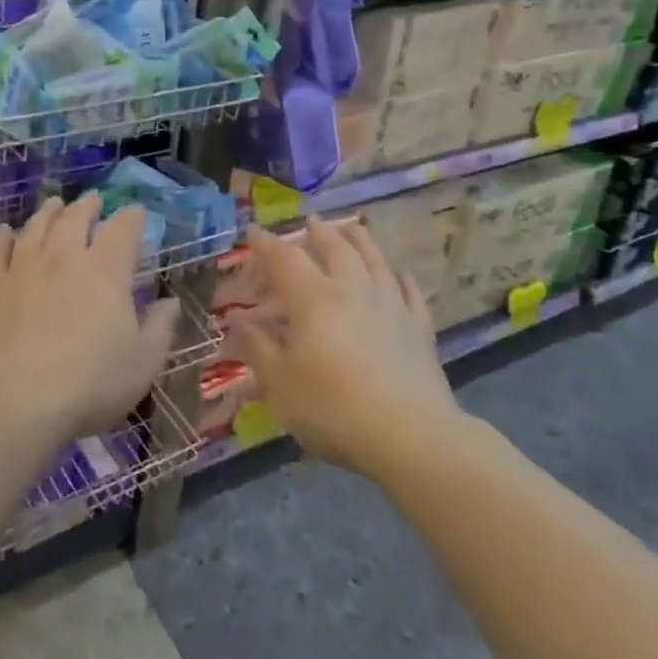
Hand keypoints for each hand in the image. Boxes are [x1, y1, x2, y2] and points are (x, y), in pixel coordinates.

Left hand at [0, 195, 178, 445]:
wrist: (16, 402)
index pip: (123, 229)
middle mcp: (65, 257)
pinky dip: (4, 238)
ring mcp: (25, 268)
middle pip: (77, 218)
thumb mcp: (143, 362)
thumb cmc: (90, 383)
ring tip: (56, 203)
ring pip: (37, 226)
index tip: (138, 212)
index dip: (133, 216)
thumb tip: (170, 302)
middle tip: (94, 200)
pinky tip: (5, 232)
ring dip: (50, 211)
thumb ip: (160, 328)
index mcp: (106, 270)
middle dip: (89, 205)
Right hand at [229, 218, 459, 475]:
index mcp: (314, 299)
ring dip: (360, 241)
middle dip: (318, 233)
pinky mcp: (419, 329)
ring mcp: (392, 306)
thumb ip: (257, 346)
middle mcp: (353, 290)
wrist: (411, 436)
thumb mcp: (280, 383)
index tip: (252, 232)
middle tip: (309, 222)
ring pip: (375, 261)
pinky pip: (410, 293)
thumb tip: (238, 318)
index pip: (285, 259)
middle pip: (336, 249)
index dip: (266, 243)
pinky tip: (400, 275)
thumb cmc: (334, 408)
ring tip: (352, 229)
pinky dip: (401, 279)